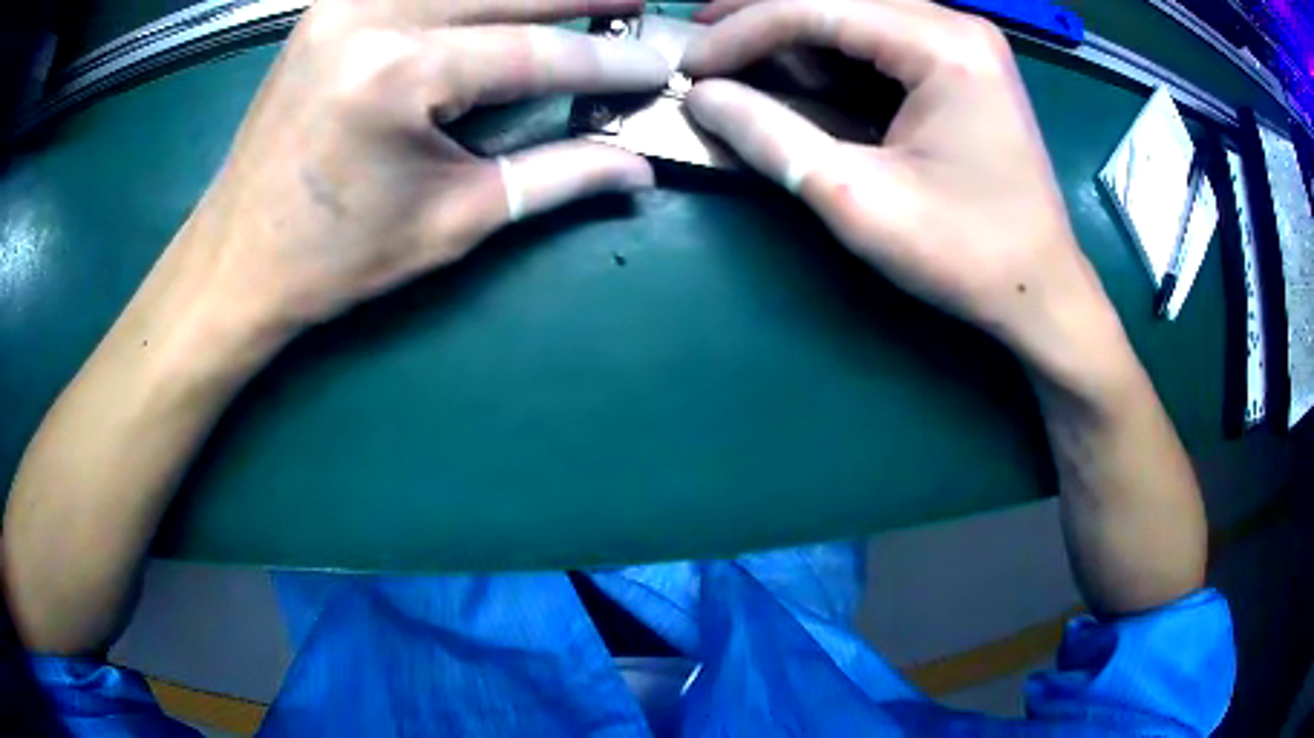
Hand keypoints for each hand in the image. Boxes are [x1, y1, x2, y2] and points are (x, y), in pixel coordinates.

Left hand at [174, 0, 669, 338]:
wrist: (237, 260)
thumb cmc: (336, 257)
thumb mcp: (452, 221)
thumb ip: (554, 177)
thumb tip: (636, 168)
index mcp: (398, 75)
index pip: (531, 52)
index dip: (605, 62)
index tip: (658, 66)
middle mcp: (371, 17)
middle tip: (639, 3)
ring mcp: (344, 4)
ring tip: (587, 1)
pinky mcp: (330, 9)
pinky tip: (501, 4)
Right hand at [681, 0, 1130, 393]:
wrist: (1041, 290)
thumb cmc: (965, 255)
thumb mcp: (857, 199)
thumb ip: (772, 136)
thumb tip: (700, 96)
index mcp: (942, 46)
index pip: (816, 7)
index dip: (741, 30)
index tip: (689, 65)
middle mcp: (955, 25)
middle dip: (760, 15)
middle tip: (702, 45)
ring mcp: (964, 40)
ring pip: (856, 9)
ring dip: (793, 27)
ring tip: (737, 56)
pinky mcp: (963, 62)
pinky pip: (881, 33)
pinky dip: (831, 46)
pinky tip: (798, 68)